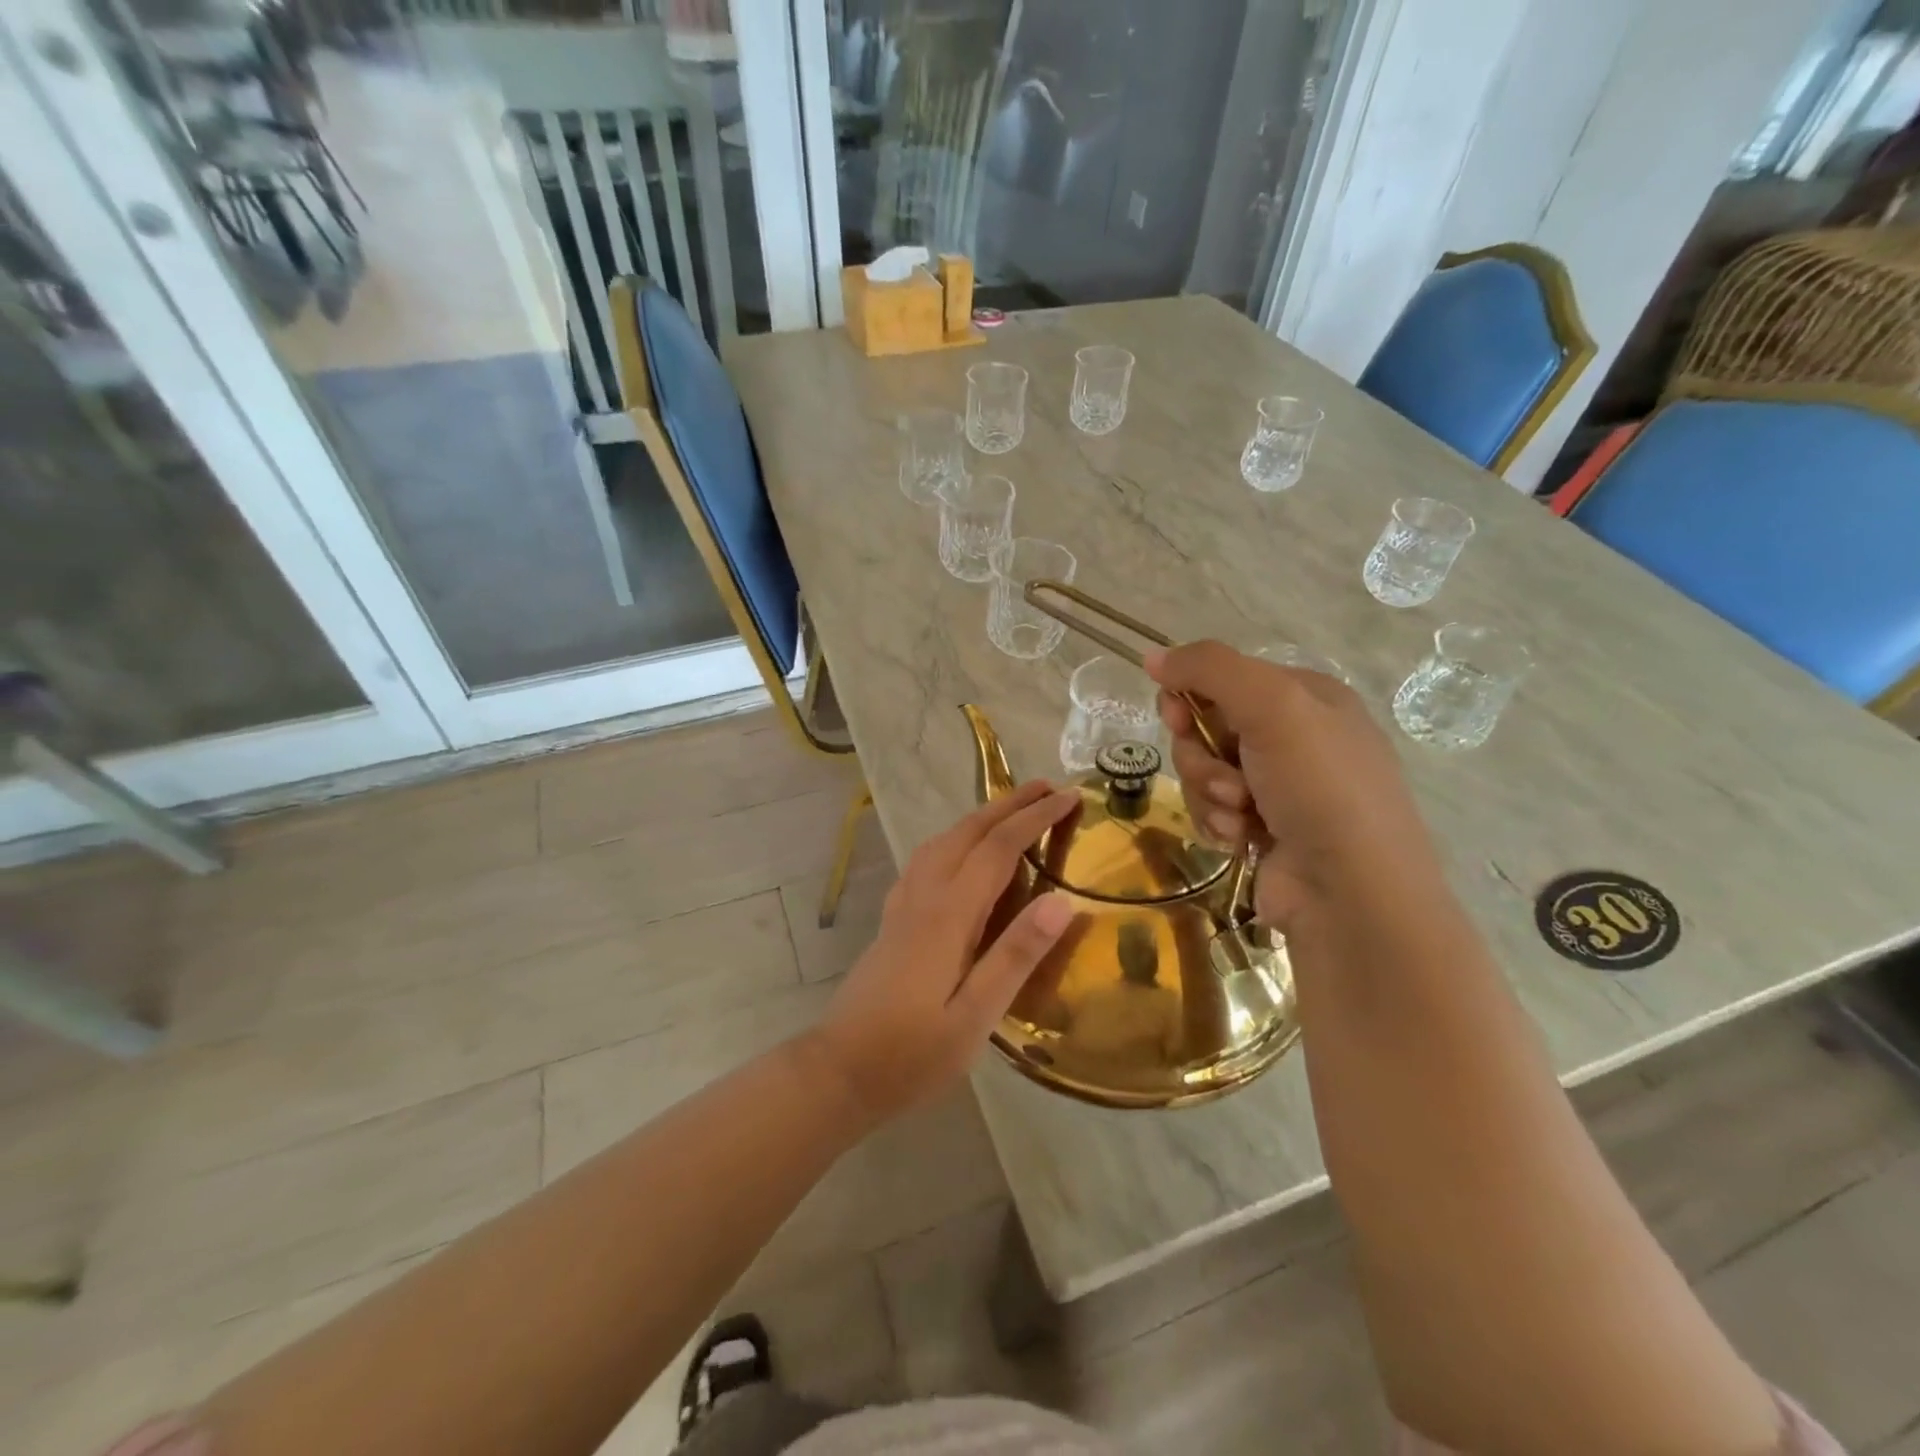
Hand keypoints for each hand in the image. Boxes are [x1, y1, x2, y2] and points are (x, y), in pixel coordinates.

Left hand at [810, 781, 1078, 1123]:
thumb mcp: (975, 1017)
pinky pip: (927, 858)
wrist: (838, 1071)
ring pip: (943, 840)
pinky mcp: (893, 919)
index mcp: (948, 915)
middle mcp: (924, 896)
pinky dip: (954, 838)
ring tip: (1012, 811)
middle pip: (968, 832)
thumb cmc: (912, 1054)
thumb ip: (1016, 956)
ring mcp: (903, 905)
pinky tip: (959, 853)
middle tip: (1049, 787)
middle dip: (1010, 805)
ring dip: (981, 817)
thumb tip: (1062, 900)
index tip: (1070, 796)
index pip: (998, 848)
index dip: (1035, 818)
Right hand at [1145, 641, 1440, 928]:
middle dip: (1202, 755)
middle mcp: (1293, 738)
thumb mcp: (1272, 706)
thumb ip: (1209, 668)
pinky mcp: (1261, 828)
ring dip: (1210, 793)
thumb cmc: (1320, 786)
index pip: (1224, 678)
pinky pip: (1211, 809)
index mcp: (1306, 697)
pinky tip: (1242, 838)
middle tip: (1226, 778)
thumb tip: (1152, 656)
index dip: (1191, 694)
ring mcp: (1278, 787)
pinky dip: (1218, 822)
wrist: (1352, 891)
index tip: (1176, 716)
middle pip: (1207, 727)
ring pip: (1203, 771)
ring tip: (1241, 814)